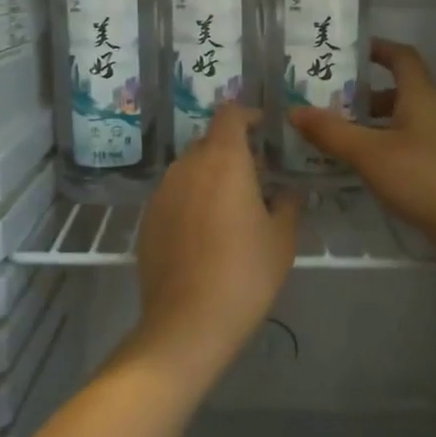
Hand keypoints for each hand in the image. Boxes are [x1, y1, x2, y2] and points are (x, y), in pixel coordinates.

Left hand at [129, 104, 301, 387]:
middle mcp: (186, 166)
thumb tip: (287, 192)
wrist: (188, 321)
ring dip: (209, 177)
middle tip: (255, 177)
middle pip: (208, 142)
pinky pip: (173, 196)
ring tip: (230, 208)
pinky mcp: (147, 219)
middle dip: (231, 151)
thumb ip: (288, 204)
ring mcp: (161, 192)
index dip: (247, 116)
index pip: (230, 115)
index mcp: (222, 160)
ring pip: (189, 170)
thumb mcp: (281, 239)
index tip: (262, 128)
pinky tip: (204, 234)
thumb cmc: (245, 273)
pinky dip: (190, 201)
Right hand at [289, 39, 435, 277]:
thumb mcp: (371, 153)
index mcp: (420, 97)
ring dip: (365, 126)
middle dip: (360, 93)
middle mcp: (431, 114)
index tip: (346, 50)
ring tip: (328, 135)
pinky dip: (376, 152)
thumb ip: (331, 132)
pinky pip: (400, 151)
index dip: (377, 48)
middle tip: (321, 99)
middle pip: (395, 92)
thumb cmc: (427, 177)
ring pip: (395, 125)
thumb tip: (294, 110)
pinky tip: (352, 168)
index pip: (401, 57)